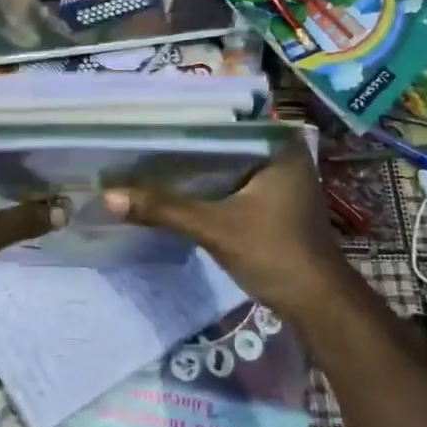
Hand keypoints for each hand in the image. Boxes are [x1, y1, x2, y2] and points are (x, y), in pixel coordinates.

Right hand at [103, 141, 353, 321]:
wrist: (318, 303)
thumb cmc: (275, 253)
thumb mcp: (215, 228)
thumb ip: (164, 209)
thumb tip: (108, 196)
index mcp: (277, 145)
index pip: (218, 123)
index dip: (179, 125)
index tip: (140, 123)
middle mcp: (280, 153)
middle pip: (218, 145)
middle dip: (179, 148)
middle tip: (133, 142)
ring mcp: (277, 179)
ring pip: (222, 166)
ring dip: (190, 171)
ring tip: (143, 162)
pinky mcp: (270, 203)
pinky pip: (228, 185)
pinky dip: (203, 189)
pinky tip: (170, 191)